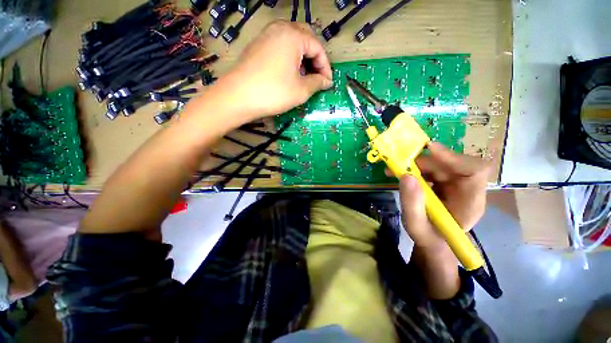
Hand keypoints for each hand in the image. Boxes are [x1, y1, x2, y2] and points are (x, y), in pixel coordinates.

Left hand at [222, 20, 332, 118]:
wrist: (238, 97)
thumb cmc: (273, 92)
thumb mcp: (301, 90)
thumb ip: (317, 83)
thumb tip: (326, 81)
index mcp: (293, 35)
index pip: (318, 47)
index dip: (326, 67)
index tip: (327, 83)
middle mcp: (280, 28)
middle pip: (306, 39)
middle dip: (315, 59)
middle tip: (317, 77)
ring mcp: (266, 35)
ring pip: (293, 42)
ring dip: (303, 58)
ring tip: (304, 77)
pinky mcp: (258, 45)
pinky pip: (280, 46)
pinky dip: (290, 58)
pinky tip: (289, 73)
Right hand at [398, 142, 489, 249]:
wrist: (434, 242)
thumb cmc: (428, 238)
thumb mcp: (416, 226)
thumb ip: (412, 204)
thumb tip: (406, 175)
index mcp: (470, 203)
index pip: (474, 171)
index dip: (453, 157)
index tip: (428, 149)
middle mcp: (467, 190)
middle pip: (452, 164)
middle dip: (425, 162)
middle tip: (399, 164)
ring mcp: (457, 185)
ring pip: (441, 164)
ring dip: (417, 164)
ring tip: (394, 170)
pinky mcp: (447, 183)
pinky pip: (433, 169)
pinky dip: (416, 168)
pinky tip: (402, 174)